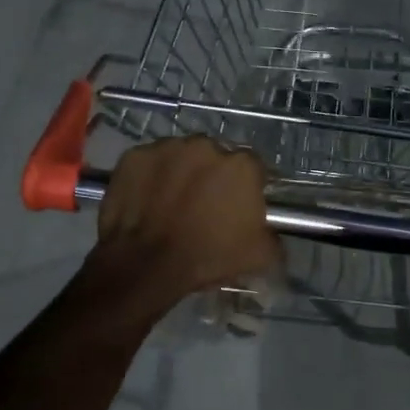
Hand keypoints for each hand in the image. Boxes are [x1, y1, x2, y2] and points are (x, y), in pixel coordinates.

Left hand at [84, 137, 279, 311]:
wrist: (145, 264)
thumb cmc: (207, 257)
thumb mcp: (258, 257)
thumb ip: (274, 238)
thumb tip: (273, 235)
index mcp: (241, 165)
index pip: (252, 168)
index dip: (246, 187)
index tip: (238, 206)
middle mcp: (206, 145)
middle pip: (215, 157)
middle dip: (212, 176)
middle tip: (203, 206)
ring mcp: (167, 147)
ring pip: (181, 156)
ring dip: (180, 173)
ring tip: (171, 203)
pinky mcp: (135, 156)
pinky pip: (149, 163)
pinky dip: (149, 177)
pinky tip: (146, 200)